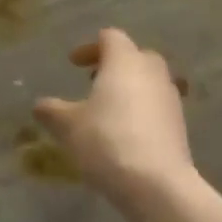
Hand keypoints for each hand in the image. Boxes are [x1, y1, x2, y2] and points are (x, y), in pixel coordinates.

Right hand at [35, 29, 194, 200]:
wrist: (156, 183)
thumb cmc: (106, 141)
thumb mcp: (67, 126)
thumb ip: (51, 110)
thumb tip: (41, 105)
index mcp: (124, 62)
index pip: (111, 38)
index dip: (90, 47)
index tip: (73, 64)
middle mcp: (152, 73)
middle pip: (135, 56)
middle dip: (114, 64)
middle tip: (92, 81)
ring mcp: (170, 99)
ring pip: (150, 81)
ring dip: (129, 88)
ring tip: (107, 109)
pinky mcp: (180, 125)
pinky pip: (157, 106)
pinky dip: (141, 110)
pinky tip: (125, 132)